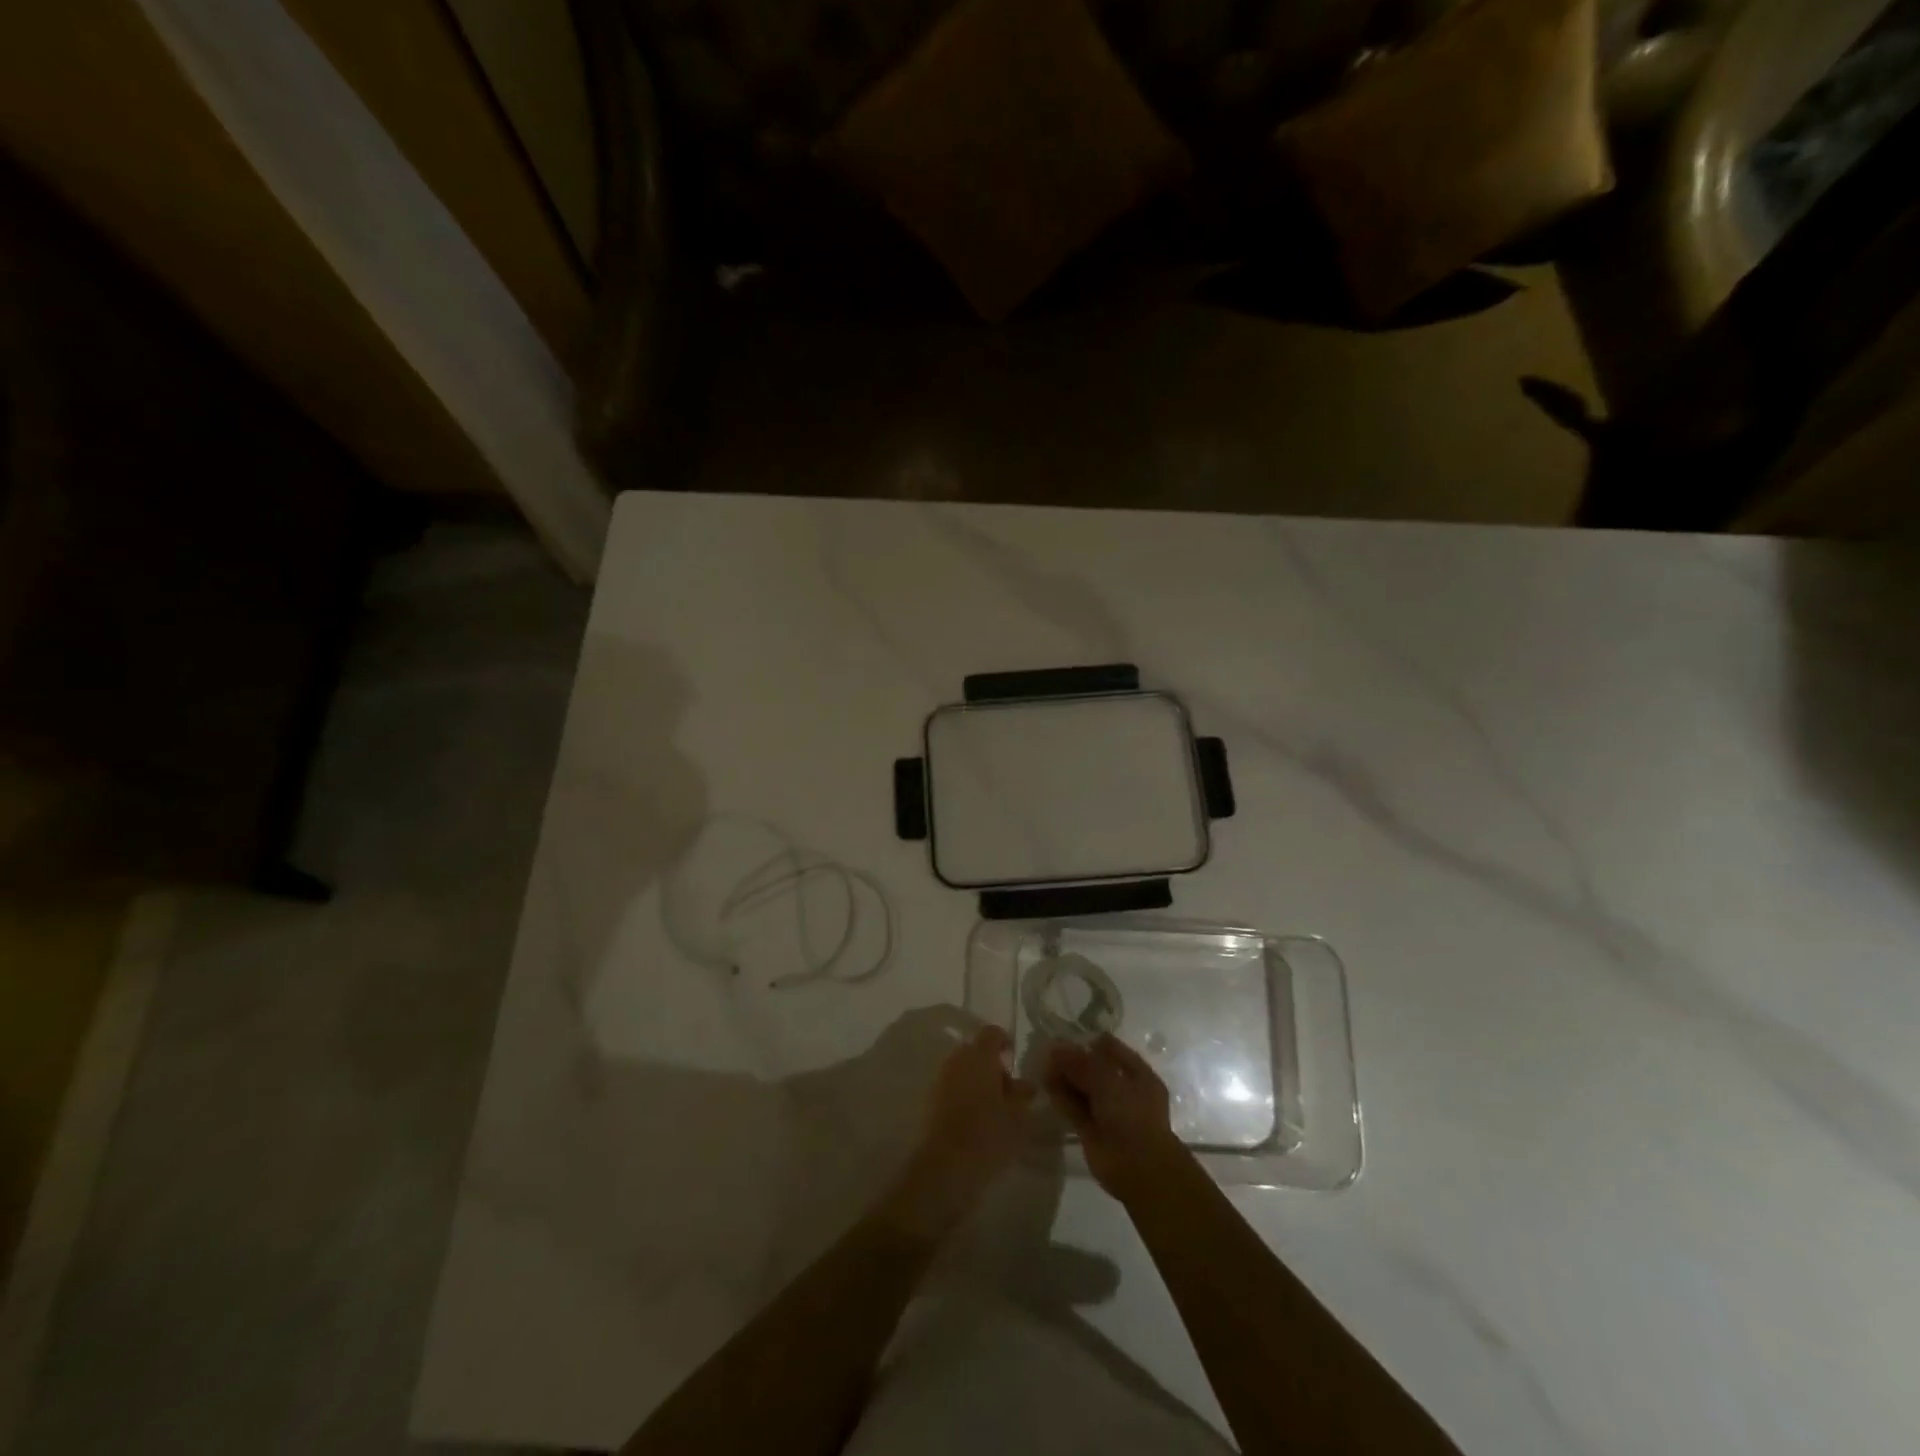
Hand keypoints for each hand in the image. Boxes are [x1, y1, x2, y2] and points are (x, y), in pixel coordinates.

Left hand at [878, 1025, 1035, 1241]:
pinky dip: (963, 1095)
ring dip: (977, 1081)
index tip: (1014, 1060)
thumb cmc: (989, 1134)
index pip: (991, 1033)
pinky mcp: (931, 1100)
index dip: (1004, 1042)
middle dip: (991, 1065)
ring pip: (963, 1070)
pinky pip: (952, 1087)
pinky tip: (975, 1119)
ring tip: (993, 1108)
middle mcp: (957, 1060)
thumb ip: (1023, 1094)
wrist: (947, 1166)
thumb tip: (1024, 1084)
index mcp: (980, 1055)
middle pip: (975, 1051)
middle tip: (1007, 1090)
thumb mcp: (1018, 1116)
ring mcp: (941, 1079)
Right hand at [1043, 1035, 1189, 1203]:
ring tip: (1041, 1066)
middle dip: (1072, 1060)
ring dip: (1063, 1078)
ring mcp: (1107, 1111)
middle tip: (1047, 1051)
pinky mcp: (1091, 1130)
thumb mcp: (1108, 1080)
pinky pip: (1074, 1109)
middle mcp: (1123, 1090)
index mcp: (1137, 1074)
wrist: (1138, 1168)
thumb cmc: (1132, 1115)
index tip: (1064, 1036)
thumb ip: (1081, 1062)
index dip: (1088, 1042)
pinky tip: (1045, 1086)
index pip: (1110, 1049)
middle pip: (1093, 1069)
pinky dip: (1061, 1098)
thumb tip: (1056, 1047)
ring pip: (1082, 1089)